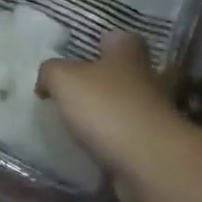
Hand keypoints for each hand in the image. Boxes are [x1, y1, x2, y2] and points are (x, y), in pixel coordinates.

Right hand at [36, 32, 183, 186]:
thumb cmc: (107, 107)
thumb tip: (46, 82)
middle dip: (107, 81)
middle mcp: (147, 80)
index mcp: (127, 54)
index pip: (122, 38)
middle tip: (77, 91)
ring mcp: (155, 116)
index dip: (106, 42)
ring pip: (130, 108)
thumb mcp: (64, 79)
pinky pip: (131, 141)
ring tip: (79, 126)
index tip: (87, 52)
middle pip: (128, 73)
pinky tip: (92, 152)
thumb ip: (51, 72)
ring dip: (111, 115)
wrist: (149, 163)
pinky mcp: (156, 149)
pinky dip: (115, 145)